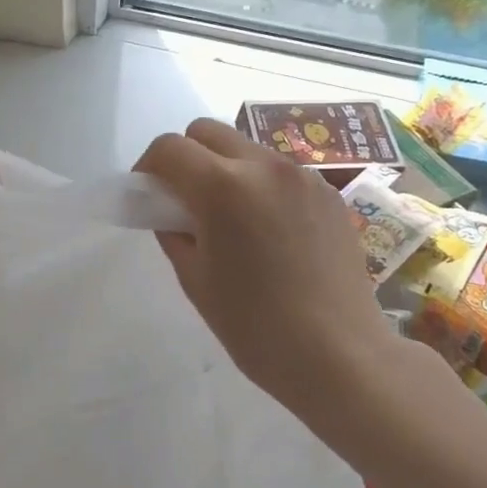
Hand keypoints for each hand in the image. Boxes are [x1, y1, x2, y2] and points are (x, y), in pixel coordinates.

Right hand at [134, 118, 413, 420]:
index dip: (147, 166)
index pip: (169, 148)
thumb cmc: (255, 326)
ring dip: (225, 168)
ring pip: (246, 148)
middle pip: (207, 131)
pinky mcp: (328, 193)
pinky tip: (269, 231)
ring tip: (231, 217)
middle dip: (185, 156)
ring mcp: (302, 176)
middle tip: (183, 198)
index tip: (146, 193)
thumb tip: (170, 212)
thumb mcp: (195, 280)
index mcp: (223, 188)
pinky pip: (281, 172)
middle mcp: (264, 166)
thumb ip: (173, 231)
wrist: (340, 356)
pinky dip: (261, 186)